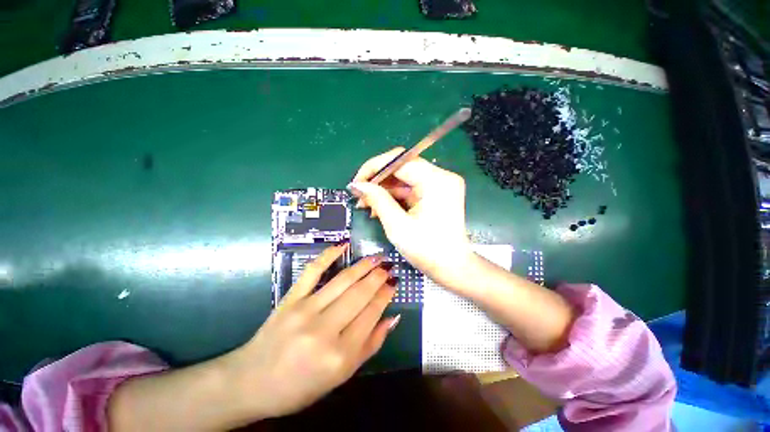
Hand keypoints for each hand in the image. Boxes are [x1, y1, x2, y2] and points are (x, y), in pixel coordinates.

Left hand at [227, 243, 398, 419]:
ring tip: (377, 256)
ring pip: (343, 280)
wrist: (252, 382)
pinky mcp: (290, 298)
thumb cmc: (301, 385)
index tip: (394, 282)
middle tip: (389, 265)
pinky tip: (342, 245)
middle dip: (378, 276)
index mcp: (340, 354)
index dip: (386, 295)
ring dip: (363, 265)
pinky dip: (328, 255)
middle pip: (360, 294)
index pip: (371, 314)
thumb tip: (392, 317)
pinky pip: (312, 271)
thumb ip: (371, 346)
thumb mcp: (342, 376)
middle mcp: (325, 329)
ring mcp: (305, 310)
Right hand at [349, 147, 474, 291]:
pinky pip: (410, 188)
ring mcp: (440, 185)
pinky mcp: (436, 194)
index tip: (356, 182)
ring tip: (366, 205)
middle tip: (360, 196)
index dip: (374, 167)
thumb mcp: (397, 225)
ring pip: (404, 178)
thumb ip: (377, 200)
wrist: (452, 267)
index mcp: (436, 181)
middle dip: (378, 180)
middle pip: (402, 167)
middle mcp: (441, 177)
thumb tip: (357, 185)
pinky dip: (394, 196)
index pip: (399, 160)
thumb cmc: (427, 250)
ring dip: (384, 189)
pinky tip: (380, 207)